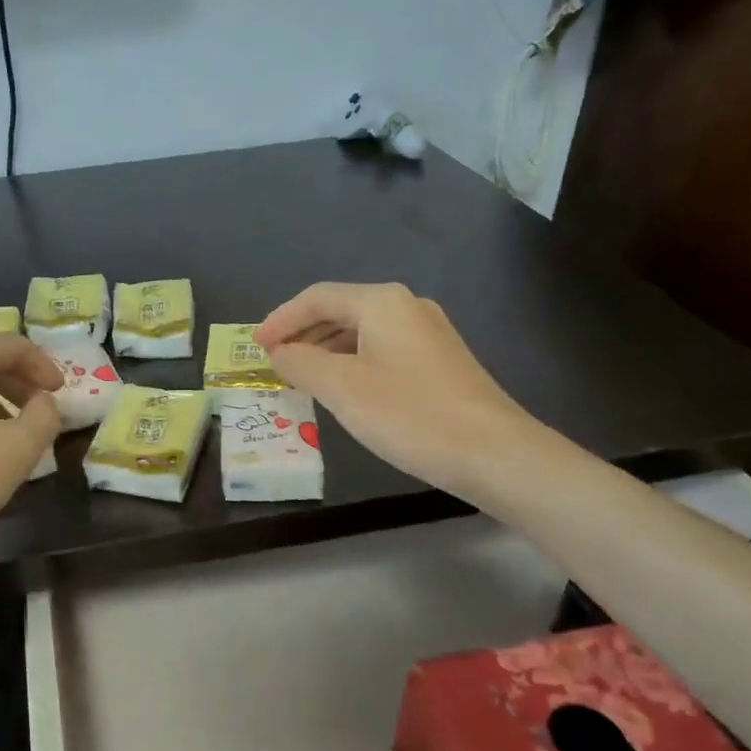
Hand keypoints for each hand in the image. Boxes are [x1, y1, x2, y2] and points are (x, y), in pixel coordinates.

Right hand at [255, 282, 534, 499]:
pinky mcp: (440, 361)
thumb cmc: (409, 414)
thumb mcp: (342, 388)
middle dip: (303, 333)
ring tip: (301, 377)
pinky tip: (344, 389)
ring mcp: (428, 333)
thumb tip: (279, 351)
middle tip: (274, 361)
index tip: (256, 346)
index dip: (281, 319)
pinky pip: (382, 350)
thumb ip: (301, 363)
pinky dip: (352, 362)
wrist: (494, 452)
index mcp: (382, 303)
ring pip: (362, 332)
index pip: (317, 298)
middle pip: (341, 310)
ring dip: (326, 350)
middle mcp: (407, 307)